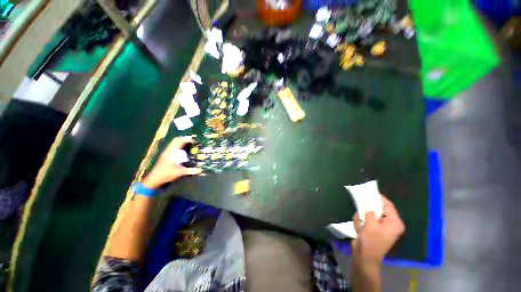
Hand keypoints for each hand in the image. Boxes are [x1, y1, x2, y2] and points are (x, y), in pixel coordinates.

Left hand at [142, 136, 201, 188]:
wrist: (154, 179)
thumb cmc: (166, 174)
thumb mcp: (179, 173)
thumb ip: (190, 171)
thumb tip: (200, 170)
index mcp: (171, 153)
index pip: (179, 141)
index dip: (186, 139)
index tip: (194, 139)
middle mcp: (168, 151)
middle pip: (176, 140)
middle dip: (184, 138)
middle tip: (193, 140)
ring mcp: (166, 152)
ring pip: (173, 143)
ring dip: (181, 141)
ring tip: (189, 143)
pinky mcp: (165, 155)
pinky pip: (172, 146)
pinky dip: (178, 145)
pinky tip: (183, 149)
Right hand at [352, 195, 404, 266]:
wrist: (364, 257)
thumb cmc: (370, 242)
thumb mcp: (370, 225)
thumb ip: (370, 212)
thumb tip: (368, 203)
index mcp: (394, 223)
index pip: (388, 205)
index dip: (378, 198)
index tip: (367, 191)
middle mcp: (390, 223)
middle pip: (379, 208)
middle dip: (368, 209)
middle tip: (361, 208)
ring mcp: (381, 226)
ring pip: (370, 213)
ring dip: (363, 217)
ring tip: (361, 226)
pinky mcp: (373, 228)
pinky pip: (366, 219)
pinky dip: (361, 222)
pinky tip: (359, 229)